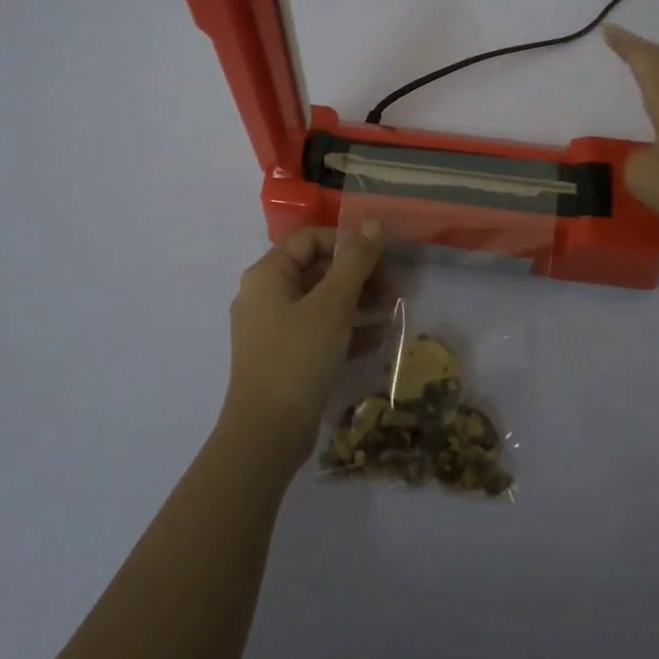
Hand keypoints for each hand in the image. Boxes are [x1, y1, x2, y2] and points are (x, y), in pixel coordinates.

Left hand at [221, 224, 385, 469]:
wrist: (267, 434)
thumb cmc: (298, 357)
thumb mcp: (332, 304)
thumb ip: (355, 261)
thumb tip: (373, 224)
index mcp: (267, 275)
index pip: (310, 239)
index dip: (347, 241)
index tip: (382, 255)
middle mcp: (265, 295)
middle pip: (316, 269)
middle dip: (357, 274)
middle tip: (393, 285)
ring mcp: (274, 328)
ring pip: (321, 301)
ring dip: (357, 301)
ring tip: (392, 308)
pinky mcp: (285, 357)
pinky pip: (319, 330)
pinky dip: (346, 329)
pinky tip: (378, 337)